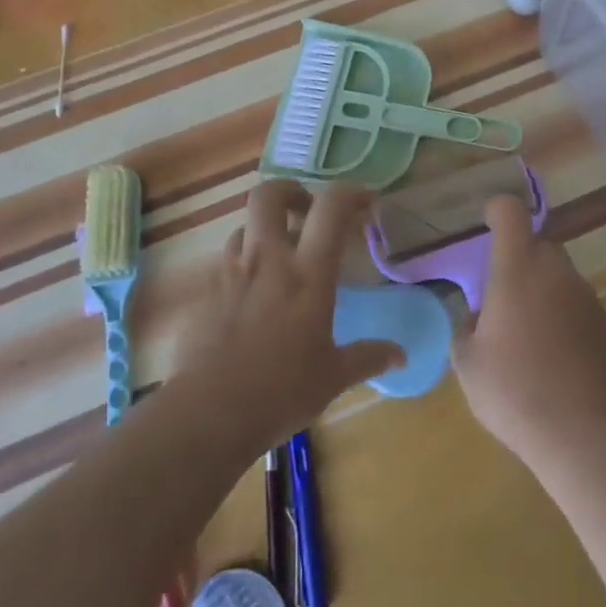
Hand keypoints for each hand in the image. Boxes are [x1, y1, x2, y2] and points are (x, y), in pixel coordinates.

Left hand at [169, 180, 403, 450]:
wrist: (207, 414)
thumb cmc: (280, 392)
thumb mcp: (333, 377)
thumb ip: (367, 357)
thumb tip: (401, 355)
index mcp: (307, 273)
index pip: (331, 209)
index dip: (351, 194)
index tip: (366, 203)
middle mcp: (267, 259)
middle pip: (270, 194)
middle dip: (290, 191)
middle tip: (306, 212)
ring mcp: (230, 272)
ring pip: (243, 226)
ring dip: (263, 232)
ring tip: (277, 258)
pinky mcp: (203, 292)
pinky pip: (224, 262)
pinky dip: (241, 266)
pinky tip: (249, 298)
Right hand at [453, 194, 605, 464]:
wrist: (579, 429)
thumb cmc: (511, 387)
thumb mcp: (467, 361)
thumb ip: (466, 327)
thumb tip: (476, 317)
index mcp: (517, 267)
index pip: (510, 212)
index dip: (497, 211)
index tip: (487, 226)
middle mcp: (555, 269)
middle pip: (537, 245)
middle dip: (518, 261)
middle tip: (501, 298)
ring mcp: (585, 294)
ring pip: (558, 276)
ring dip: (541, 291)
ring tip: (526, 334)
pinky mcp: (604, 322)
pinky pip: (575, 305)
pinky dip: (562, 316)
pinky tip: (552, 355)